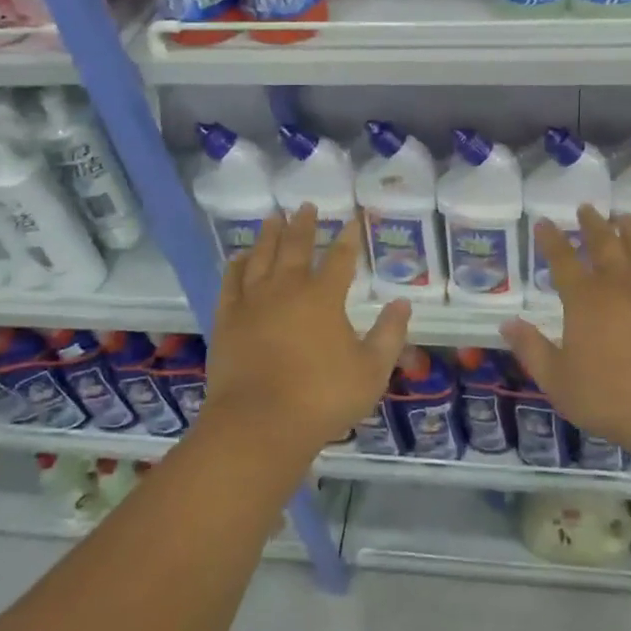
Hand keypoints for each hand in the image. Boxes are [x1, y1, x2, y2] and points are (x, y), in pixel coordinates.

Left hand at [207, 205, 411, 450]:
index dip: (348, 238)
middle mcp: (287, 289)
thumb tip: (403, 303)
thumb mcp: (371, 371)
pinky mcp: (227, 320)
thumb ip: (389, 334)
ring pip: (261, 257)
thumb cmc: (322, 398)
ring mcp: (253, 303)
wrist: (259, 424)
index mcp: (323, 298)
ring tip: (273, 217)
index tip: (352, 220)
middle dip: (303, 225)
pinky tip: (239, 257)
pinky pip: (231, 282)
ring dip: (269, 235)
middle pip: (295, 247)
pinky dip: (236, 266)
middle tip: (306, 205)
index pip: (340, 258)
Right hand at [500, 204, 630, 459]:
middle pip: (604, 243)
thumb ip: (531, 350)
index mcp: (585, 299)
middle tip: (586, 208)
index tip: (543, 221)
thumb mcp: (559, 382)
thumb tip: (507, 323)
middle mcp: (620, 283)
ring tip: (624, 216)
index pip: (562, 259)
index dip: (551, 239)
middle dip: (592, 224)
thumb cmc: (614, 398)